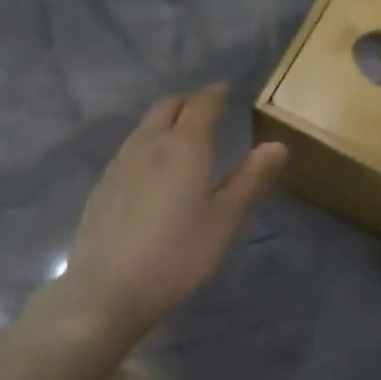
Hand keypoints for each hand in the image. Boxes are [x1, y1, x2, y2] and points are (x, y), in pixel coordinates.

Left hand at [59, 84, 287, 341]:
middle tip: (206, 112)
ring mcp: (120, 163)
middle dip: (189, 103)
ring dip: (165, 122)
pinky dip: (148, 144)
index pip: (201, 105)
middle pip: (167, 107)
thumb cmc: (179, 254)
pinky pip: (130, 149)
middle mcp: (149, 143)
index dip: (215, 95)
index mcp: (184, 146)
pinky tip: (153, 171)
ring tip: (181, 138)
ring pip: (145, 126)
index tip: (225, 91)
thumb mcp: (225, 220)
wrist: (109, 288)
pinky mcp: (103, 185)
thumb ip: (250, 179)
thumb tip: (277, 145)